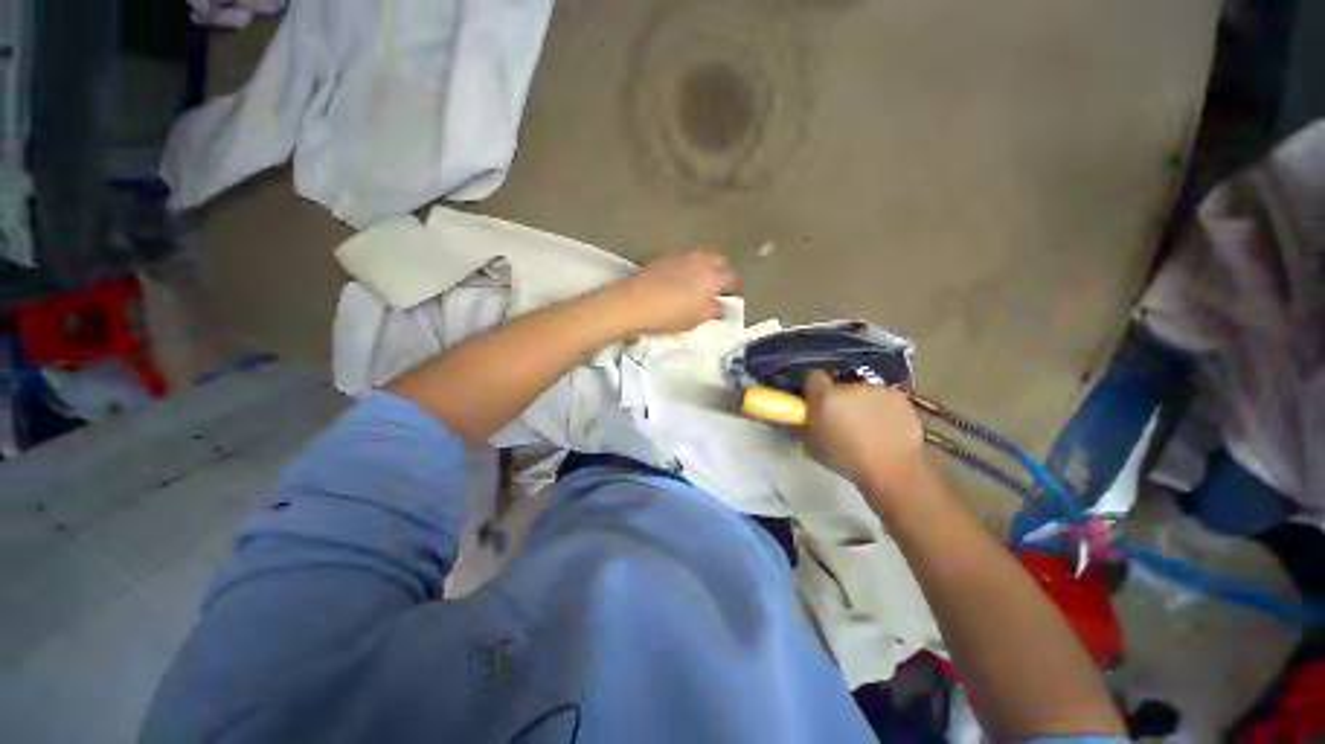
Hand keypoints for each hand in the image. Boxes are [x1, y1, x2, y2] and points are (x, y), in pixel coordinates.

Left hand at [610, 251, 738, 334]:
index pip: (732, 280)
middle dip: (721, 272)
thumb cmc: (671, 315)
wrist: (636, 302)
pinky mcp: (664, 256)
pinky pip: (683, 258)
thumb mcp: (696, 319)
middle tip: (717, 287)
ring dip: (704, 267)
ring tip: (698, 282)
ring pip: (700, 257)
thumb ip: (712, 311)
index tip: (733, 298)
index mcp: (713, 278)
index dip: (735, 289)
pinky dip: (687, 266)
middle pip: (719, 261)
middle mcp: (701, 261)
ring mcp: (682, 256)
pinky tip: (679, 278)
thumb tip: (721, 307)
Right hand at [803, 371, 928, 497]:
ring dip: (860, 403)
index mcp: (825, 396)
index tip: (816, 402)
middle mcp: (850, 387)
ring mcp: (877, 390)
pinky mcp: (899, 396)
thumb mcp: (810, 445)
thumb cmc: (845, 460)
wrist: (892, 471)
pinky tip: (885, 427)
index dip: (814, 389)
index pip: (814, 377)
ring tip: (866, 426)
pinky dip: (882, 408)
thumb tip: (801, 416)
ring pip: (862, 392)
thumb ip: (803, 424)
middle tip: (841, 419)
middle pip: (839, 385)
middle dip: (838, 398)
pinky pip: (883, 398)